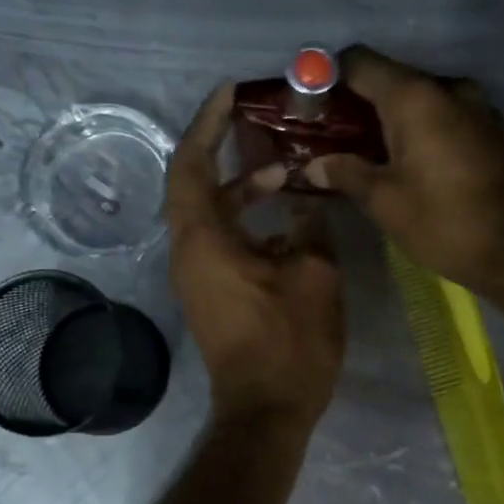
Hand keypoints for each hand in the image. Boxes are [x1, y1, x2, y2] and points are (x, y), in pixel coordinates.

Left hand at [167, 84, 345, 430]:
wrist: (267, 410)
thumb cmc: (289, 342)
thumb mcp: (313, 275)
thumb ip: (310, 228)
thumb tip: (306, 207)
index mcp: (203, 239)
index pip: (192, 163)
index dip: (208, 123)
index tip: (231, 93)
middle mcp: (189, 252)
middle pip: (196, 184)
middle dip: (226, 150)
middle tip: (261, 125)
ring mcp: (198, 277)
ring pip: (212, 215)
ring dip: (243, 190)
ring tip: (285, 174)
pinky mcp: (212, 295)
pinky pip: (222, 241)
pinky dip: (247, 222)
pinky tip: (286, 222)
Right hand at [303, 46, 503, 293]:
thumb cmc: (442, 222)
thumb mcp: (384, 202)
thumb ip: (346, 173)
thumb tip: (314, 164)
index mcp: (415, 97)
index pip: (359, 62)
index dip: (329, 78)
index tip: (314, 108)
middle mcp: (448, 88)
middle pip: (392, 79)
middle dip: (362, 104)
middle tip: (338, 139)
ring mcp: (478, 106)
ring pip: (423, 100)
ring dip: (396, 120)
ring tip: (376, 155)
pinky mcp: (495, 128)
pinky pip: (448, 117)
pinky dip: (426, 130)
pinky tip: (416, 164)